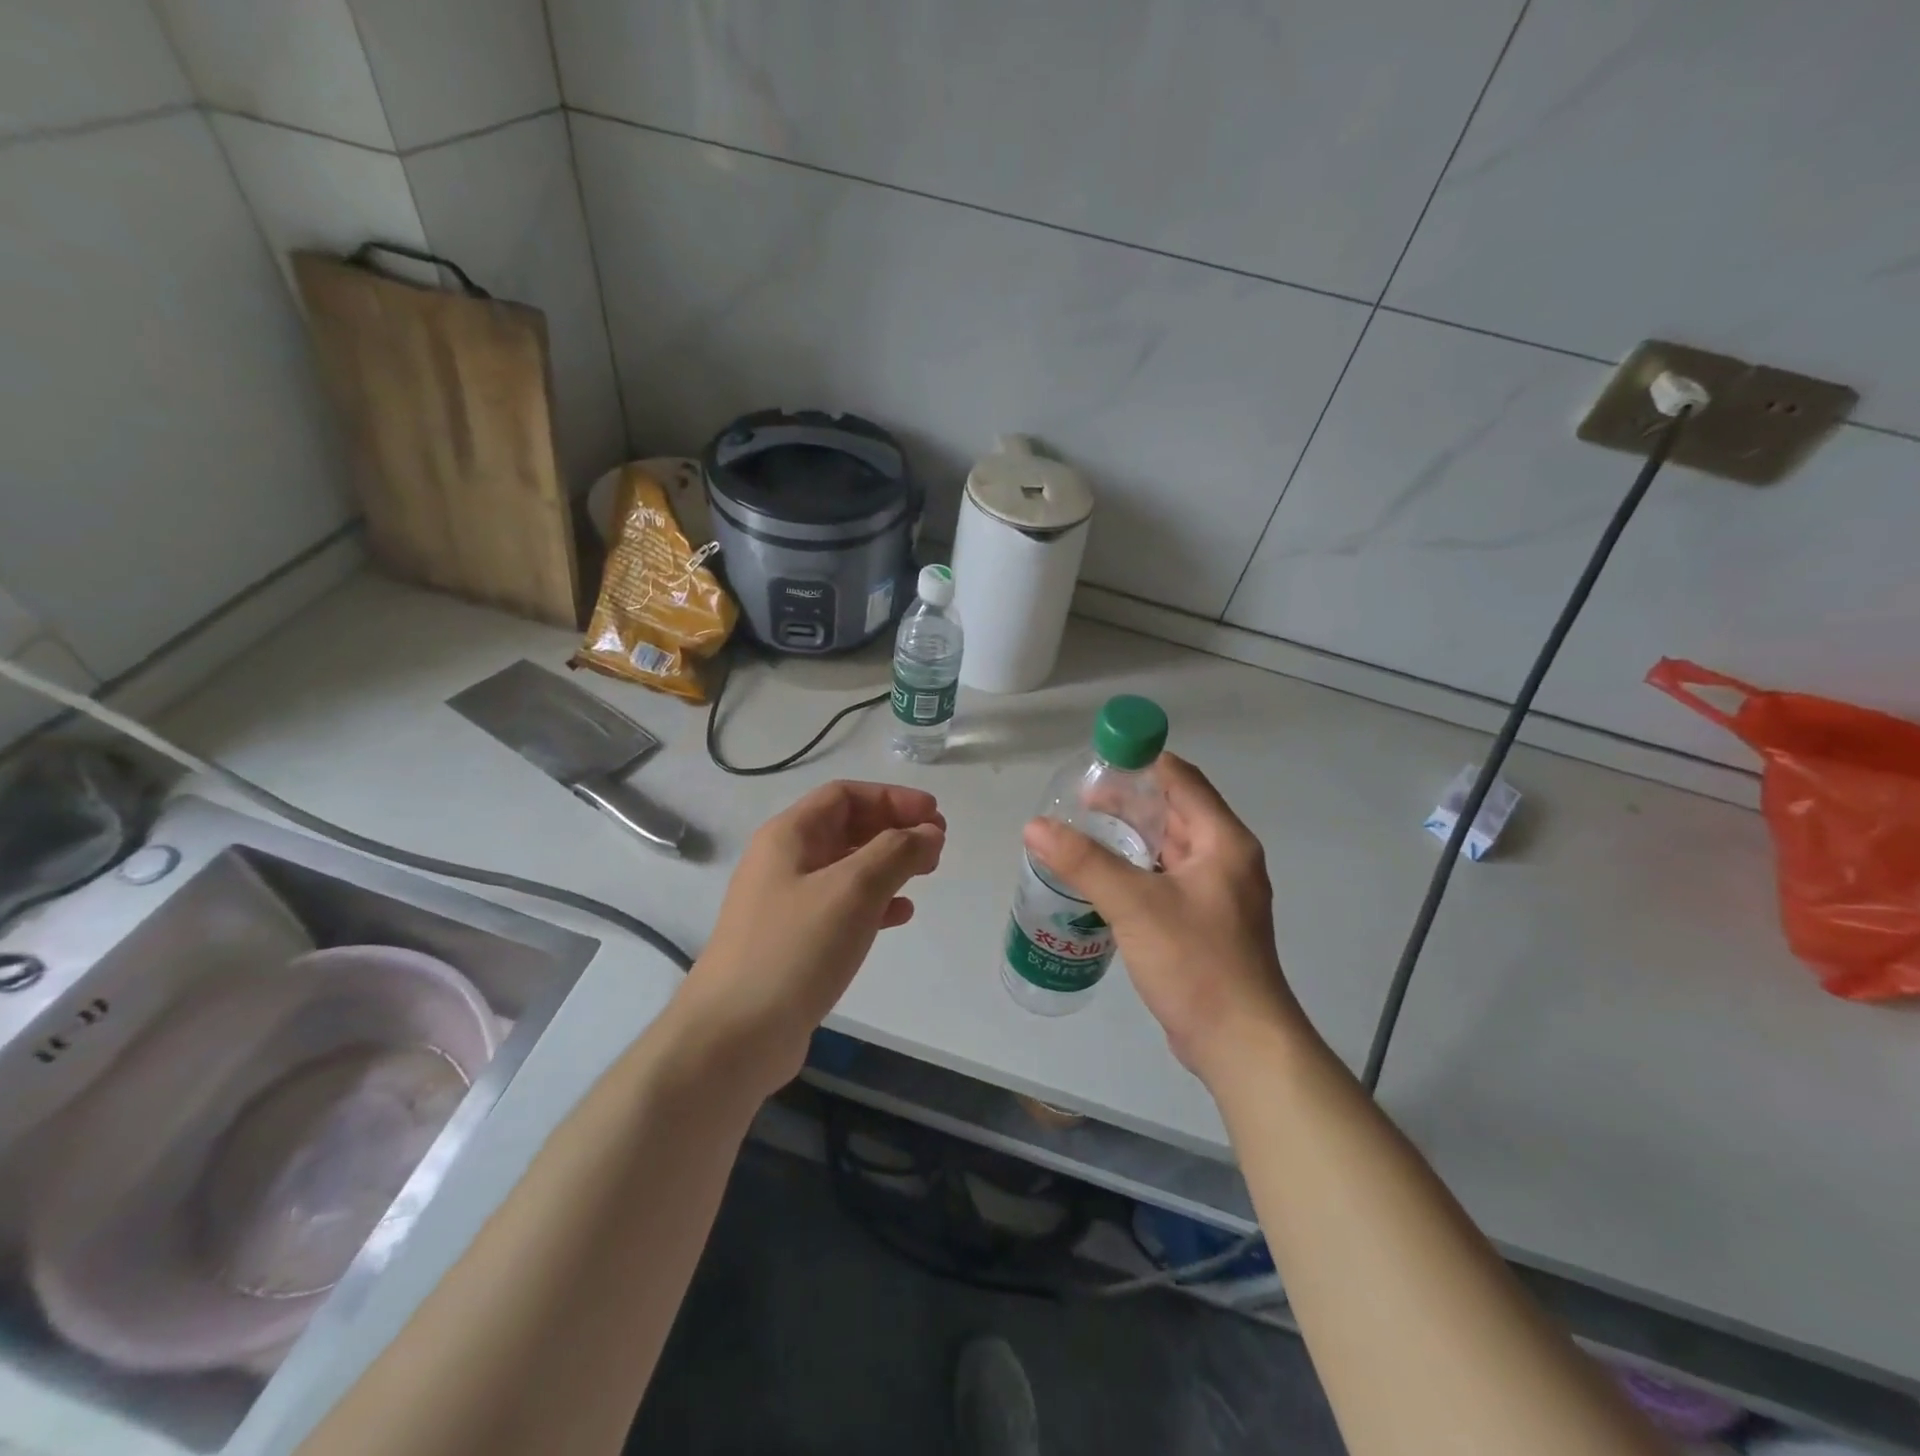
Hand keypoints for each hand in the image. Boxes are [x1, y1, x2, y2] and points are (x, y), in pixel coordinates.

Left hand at [680, 780, 945, 1096]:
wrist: (734, 1036)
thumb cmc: (795, 949)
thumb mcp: (853, 890)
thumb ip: (896, 853)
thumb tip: (929, 833)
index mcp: (788, 836)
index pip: (845, 796)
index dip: (893, 798)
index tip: (935, 815)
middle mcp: (784, 862)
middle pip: (846, 827)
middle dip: (894, 829)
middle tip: (937, 845)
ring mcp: (786, 904)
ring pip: (847, 868)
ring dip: (888, 865)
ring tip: (926, 874)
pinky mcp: (793, 942)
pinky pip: (841, 907)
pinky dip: (874, 903)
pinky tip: (900, 915)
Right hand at [1023, 754, 1302, 1082]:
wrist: (1240, 1044)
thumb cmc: (1196, 962)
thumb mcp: (1135, 905)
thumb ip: (1084, 862)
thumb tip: (1035, 827)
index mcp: (1223, 841)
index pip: (1181, 779)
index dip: (1140, 764)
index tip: (1095, 765)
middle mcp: (1226, 859)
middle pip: (1174, 811)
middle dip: (1128, 803)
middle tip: (1078, 804)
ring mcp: (1217, 894)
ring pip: (1168, 848)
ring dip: (1130, 838)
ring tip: (1083, 836)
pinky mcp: (1205, 923)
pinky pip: (1167, 879)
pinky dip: (1136, 870)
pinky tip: (1103, 880)